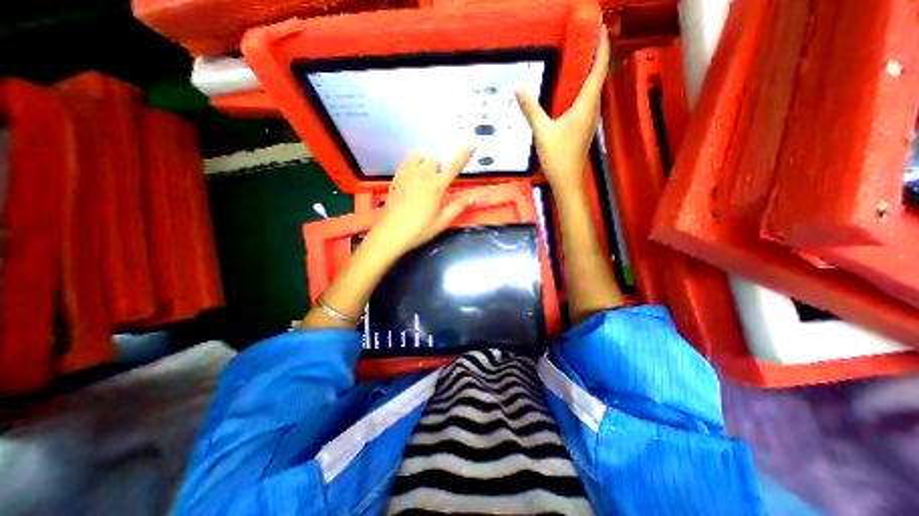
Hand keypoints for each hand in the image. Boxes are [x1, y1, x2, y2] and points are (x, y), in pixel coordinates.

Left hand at [367, 146, 477, 255]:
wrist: (391, 234)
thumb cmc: (420, 230)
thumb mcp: (443, 221)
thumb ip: (459, 206)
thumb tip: (475, 197)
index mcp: (437, 186)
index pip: (454, 167)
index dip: (464, 155)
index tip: (472, 143)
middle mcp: (422, 176)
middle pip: (434, 159)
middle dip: (439, 168)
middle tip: (437, 184)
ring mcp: (407, 175)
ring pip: (419, 157)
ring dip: (425, 164)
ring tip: (424, 178)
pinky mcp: (396, 179)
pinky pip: (406, 163)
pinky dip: (412, 165)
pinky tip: (412, 179)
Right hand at [515, 25, 608, 197]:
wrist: (567, 180)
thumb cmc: (558, 157)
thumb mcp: (542, 132)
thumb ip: (532, 110)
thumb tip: (519, 90)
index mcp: (585, 105)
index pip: (598, 69)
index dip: (600, 46)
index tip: (597, 28)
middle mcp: (591, 109)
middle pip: (597, 76)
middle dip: (593, 56)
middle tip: (580, 40)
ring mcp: (589, 119)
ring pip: (591, 90)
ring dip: (586, 73)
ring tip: (574, 61)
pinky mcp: (583, 127)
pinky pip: (585, 102)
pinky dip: (579, 90)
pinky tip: (566, 92)